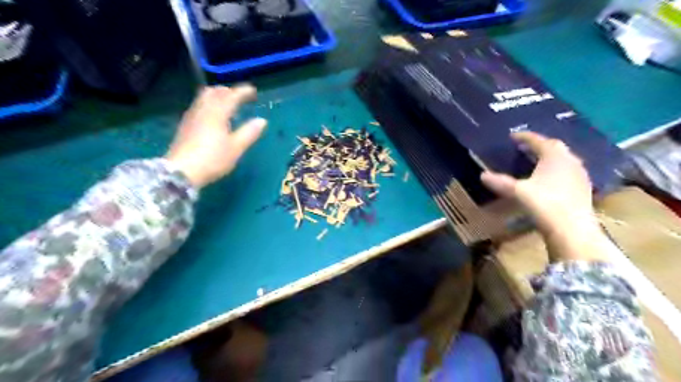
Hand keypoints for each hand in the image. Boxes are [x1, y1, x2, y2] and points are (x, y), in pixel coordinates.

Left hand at [165, 86, 267, 189]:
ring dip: (216, 96)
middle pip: (213, 92)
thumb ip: (249, 133)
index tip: (253, 90)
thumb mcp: (236, 148)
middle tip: (238, 96)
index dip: (242, 92)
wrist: (182, 171)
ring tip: (226, 103)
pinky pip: (198, 106)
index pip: (231, 96)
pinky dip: (208, 104)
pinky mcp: (185, 126)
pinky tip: (212, 116)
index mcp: (217, 114)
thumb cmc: (213, 159)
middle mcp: (203, 111)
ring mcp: (191, 117)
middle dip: (227, 91)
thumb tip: (262, 120)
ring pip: (203, 98)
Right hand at [480, 132, 608, 262]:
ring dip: (550, 158)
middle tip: (526, 148)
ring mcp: (580, 175)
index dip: (525, 137)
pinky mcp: (583, 188)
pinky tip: (550, 180)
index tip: (513, 136)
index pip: (539, 140)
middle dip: (540, 145)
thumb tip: (482, 175)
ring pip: (564, 159)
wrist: (572, 229)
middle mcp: (570, 161)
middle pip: (555, 147)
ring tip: (537, 162)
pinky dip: (557, 170)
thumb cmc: (544, 204)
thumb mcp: (518, 192)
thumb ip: (500, 182)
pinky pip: (569, 172)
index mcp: (554, 157)